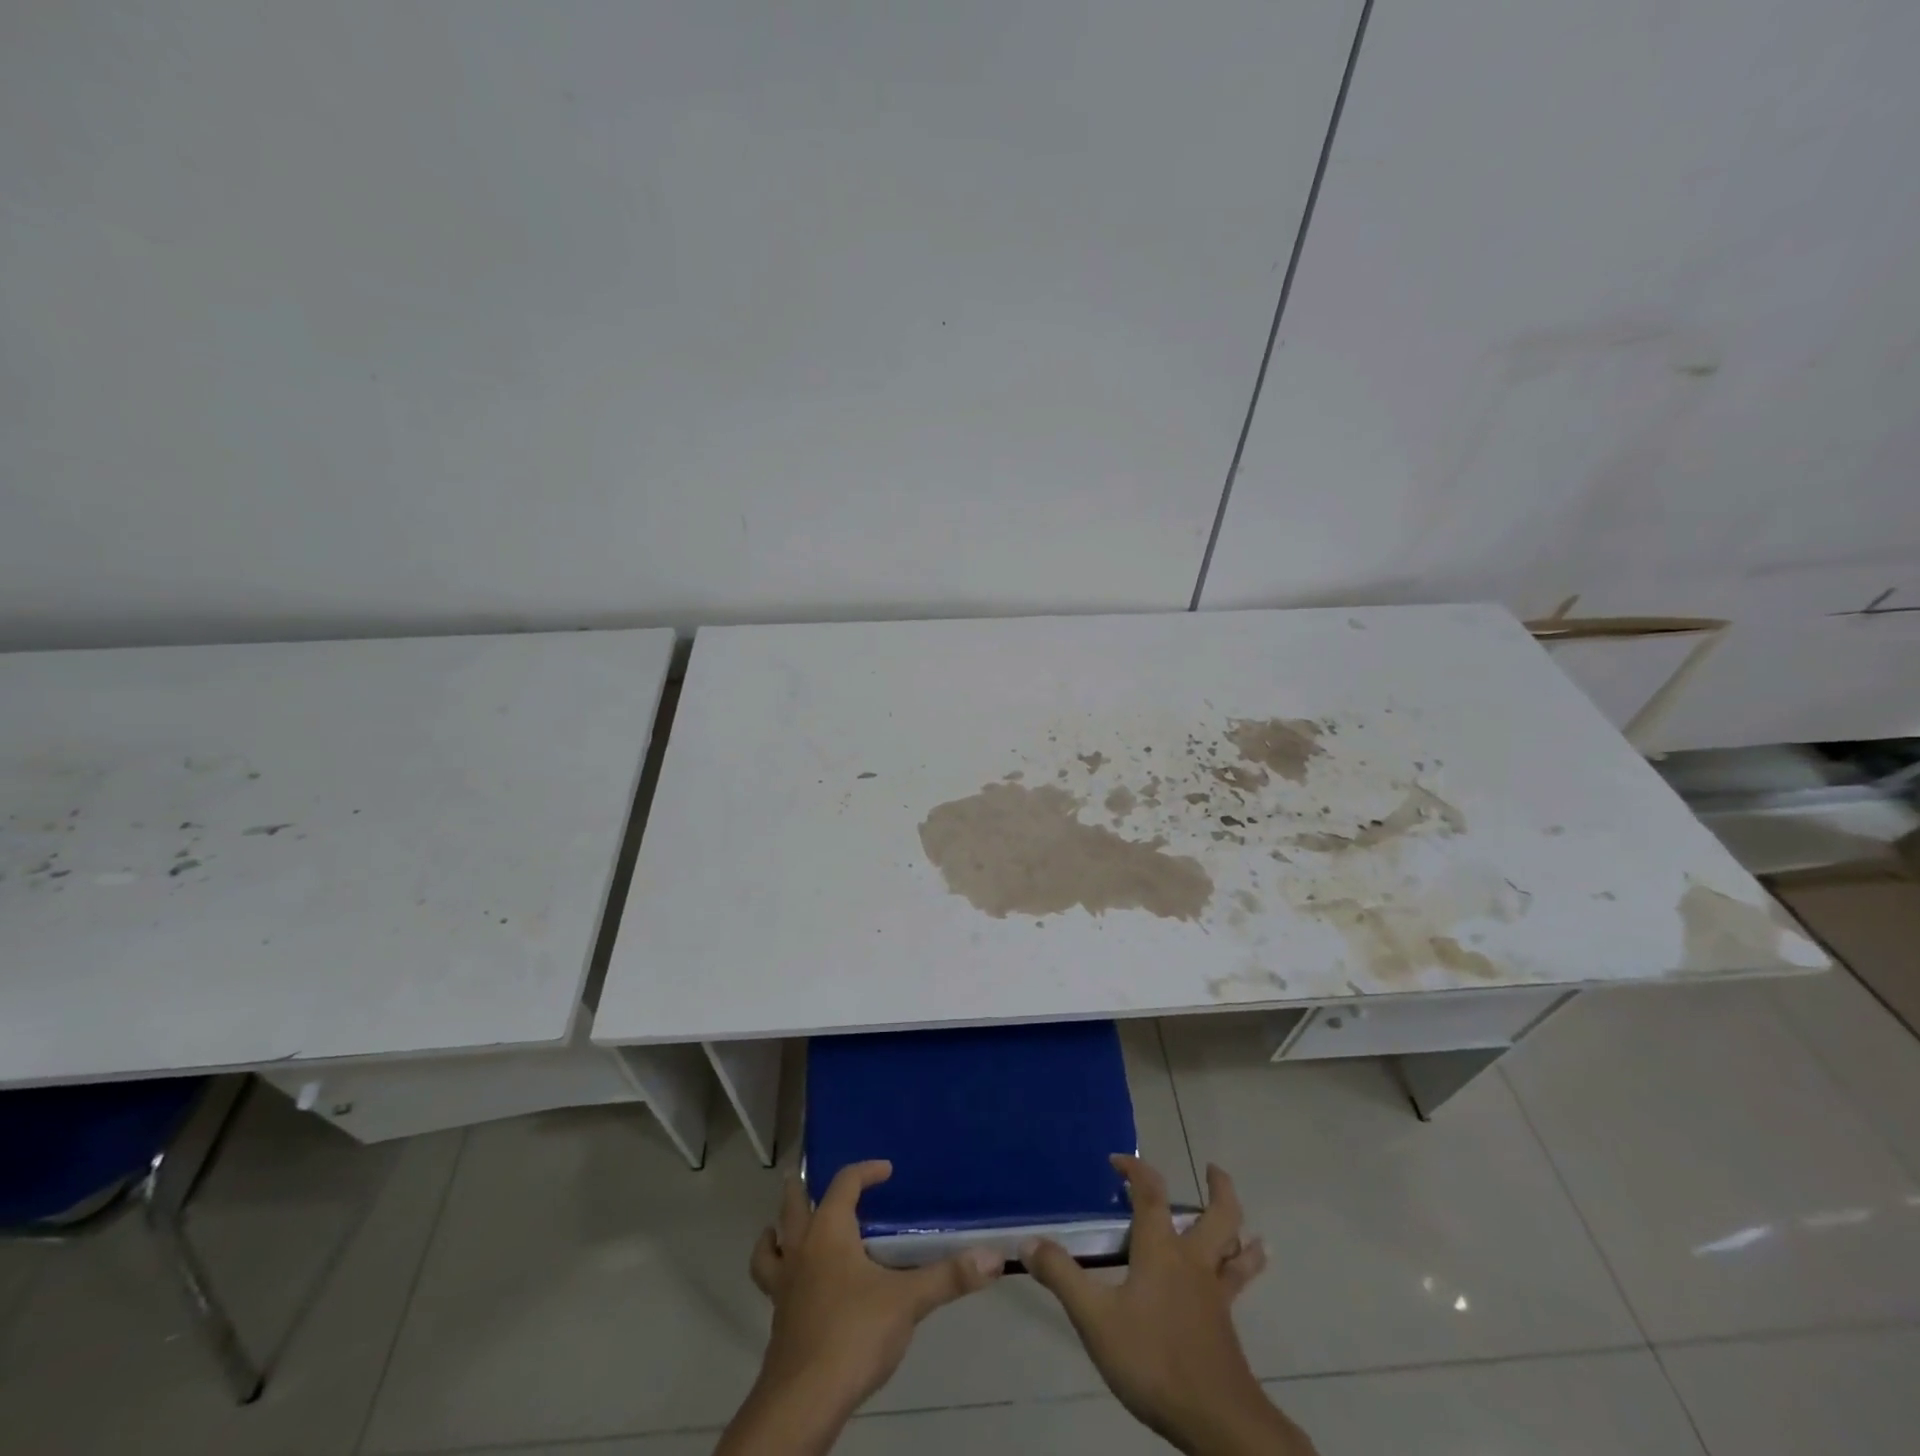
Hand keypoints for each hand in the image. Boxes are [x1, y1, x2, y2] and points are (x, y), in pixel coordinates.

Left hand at [718, 1160, 1001, 1455]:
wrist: (803, 1402)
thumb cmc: (853, 1334)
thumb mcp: (908, 1302)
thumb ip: (948, 1277)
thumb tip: (993, 1258)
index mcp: (828, 1231)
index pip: (844, 1183)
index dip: (865, 1171)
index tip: (885, 1170)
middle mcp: (801, 1250)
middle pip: (792, 1206)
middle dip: (801, 1190)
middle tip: (814, 1182)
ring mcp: (783, 1287)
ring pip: (770, 1246)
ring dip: (777, 1233)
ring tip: (786, 1229)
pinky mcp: (779, 1321)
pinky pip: (772, 1283)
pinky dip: (779, 1273)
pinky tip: (797, 1288)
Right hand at [1025, 1157, 1311, 1455]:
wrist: (1216, 1420)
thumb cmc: (1152, 1359)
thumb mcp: (1095, 1319)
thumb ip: (1063, 1277)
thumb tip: (1028, 1241)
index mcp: (1161, 1249)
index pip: (1151, 1193)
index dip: (1136, 1169)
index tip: (1118, 1160)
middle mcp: (1193, 1261)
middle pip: (1218, 1215)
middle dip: (1218, 1189)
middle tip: (1213, 1170)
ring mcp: (1214, 1294)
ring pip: (1236, 1250)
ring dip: (1241, 1231)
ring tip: (1249, 1227)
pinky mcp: (1226, 1326)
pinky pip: (1238, 1285)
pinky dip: (1247, 1269)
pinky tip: (1246, 1277)